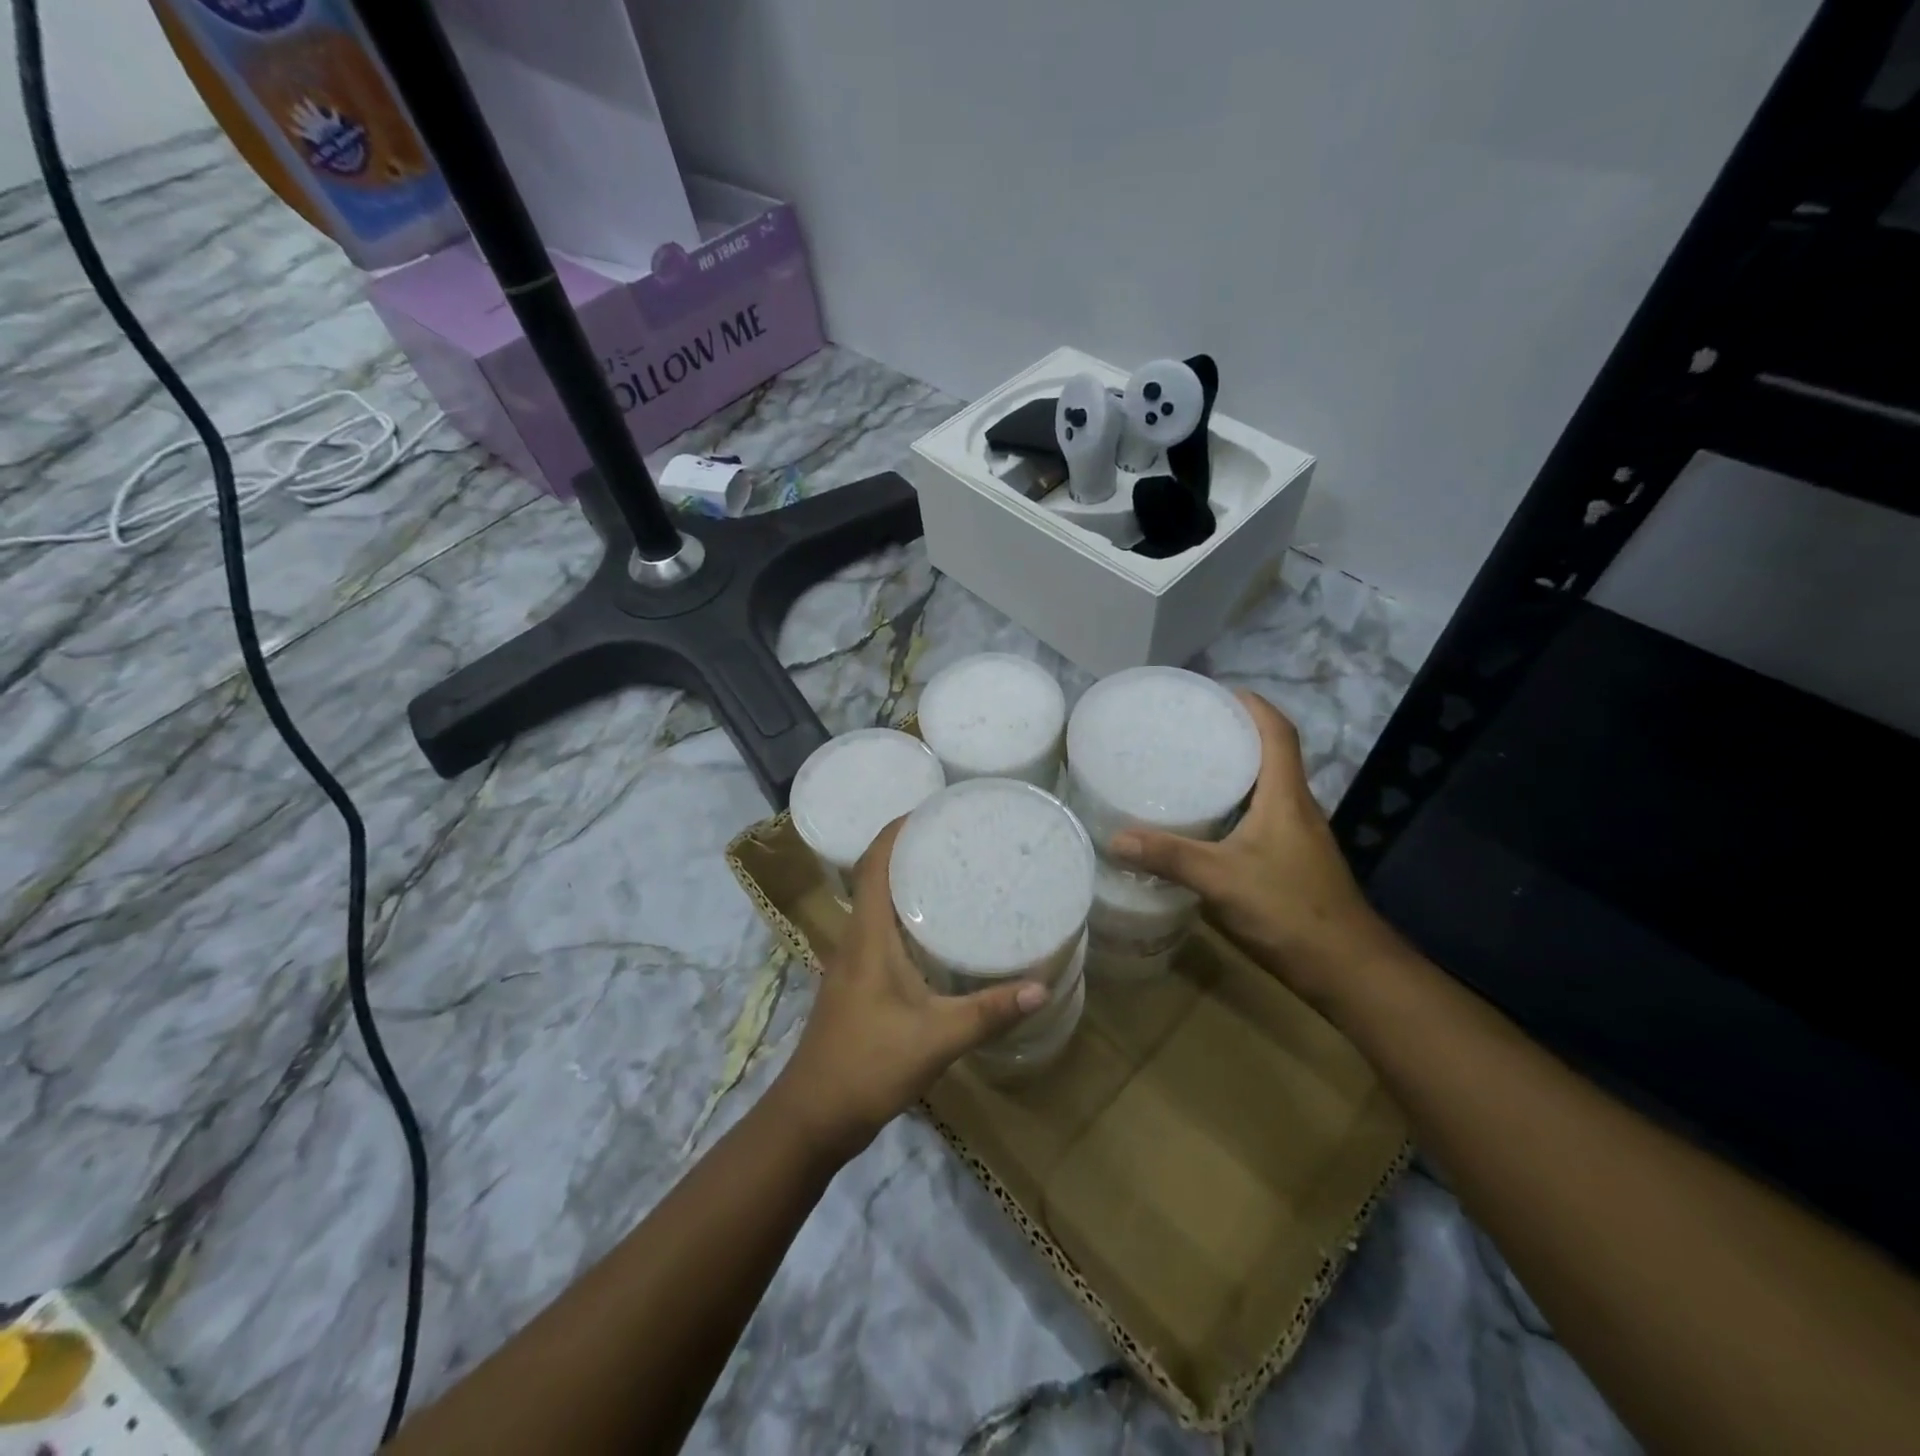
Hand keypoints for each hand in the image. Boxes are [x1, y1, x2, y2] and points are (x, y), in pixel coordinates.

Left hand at [772, 819, 1048, 1161]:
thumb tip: (1042, 987)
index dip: (896, 829)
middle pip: (875, 876)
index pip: (873, 863)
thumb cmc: (867, 1065)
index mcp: (867, 936)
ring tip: (951, 871)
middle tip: (955, 836)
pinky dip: (905, 915)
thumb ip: (989, 1012)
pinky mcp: (857, 984)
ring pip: (877, 905)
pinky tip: (936, 930)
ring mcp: (852, 963)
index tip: (931, 809)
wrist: (812, 1116)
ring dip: (905, 881)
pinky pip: (880, 931)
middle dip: (909, 849)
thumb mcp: (936, 1038)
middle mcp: (855, 939)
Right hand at [1109, 690, 1401, 1000]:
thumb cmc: (1290, 911)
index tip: (1216, 692)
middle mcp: (1295, 808)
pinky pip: (1259, 817)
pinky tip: (1202, 823)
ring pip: (1264, 788)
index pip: (1277, 732)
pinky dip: (1232, 807)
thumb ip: (1170, 857)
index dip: (1252, 705)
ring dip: (1233, 771)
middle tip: (1186, 729)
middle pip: (1270, 754)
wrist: (1346, 969)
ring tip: (1186, 767)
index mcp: (1285, 797)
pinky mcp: (1290, 861)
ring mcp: (1296, 836)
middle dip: (1234, 734)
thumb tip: (1115, 838)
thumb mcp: (1222, 880)